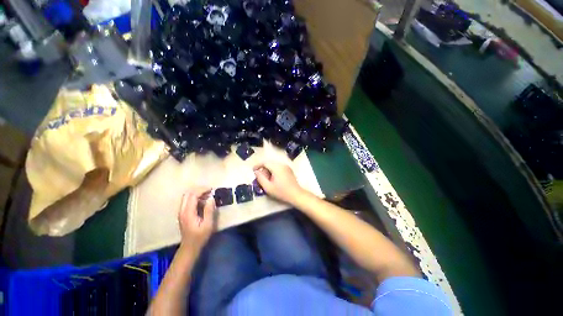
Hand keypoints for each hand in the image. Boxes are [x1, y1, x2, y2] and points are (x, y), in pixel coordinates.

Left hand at [178, 187, 215, 251]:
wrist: (189, 247)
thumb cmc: (200, 237)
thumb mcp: (208, 224)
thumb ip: (209, 210)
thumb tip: (211, 198)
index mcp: (188, 212)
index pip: (193, 195)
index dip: (202, 190)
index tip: (212, 189)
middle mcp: (182, 210)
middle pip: (188, 194)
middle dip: (199, 190)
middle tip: (210, 191)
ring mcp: (181, 212)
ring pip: (187, 197)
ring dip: (197, 194)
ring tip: (208, 196)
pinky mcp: (183, 214)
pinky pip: (187, 201)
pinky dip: (195, 198)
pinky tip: (203, 202)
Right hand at [253, 162, 306, 204]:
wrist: (296, 194)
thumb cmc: (281, 192)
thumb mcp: (268, 187)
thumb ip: (260, 178)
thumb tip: (256, 172)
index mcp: (277, 167)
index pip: (265, 162)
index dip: (258, 165)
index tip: (253, 170)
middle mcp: (282, 164)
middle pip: (270, 163)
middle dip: (263, 168)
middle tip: (260, 176)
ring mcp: (286, 167)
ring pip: (274, 165)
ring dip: (269, 170)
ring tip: (266, 179)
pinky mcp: (289, 170)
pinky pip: (279, 167)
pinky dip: (274, 171)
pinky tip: (273, 178)